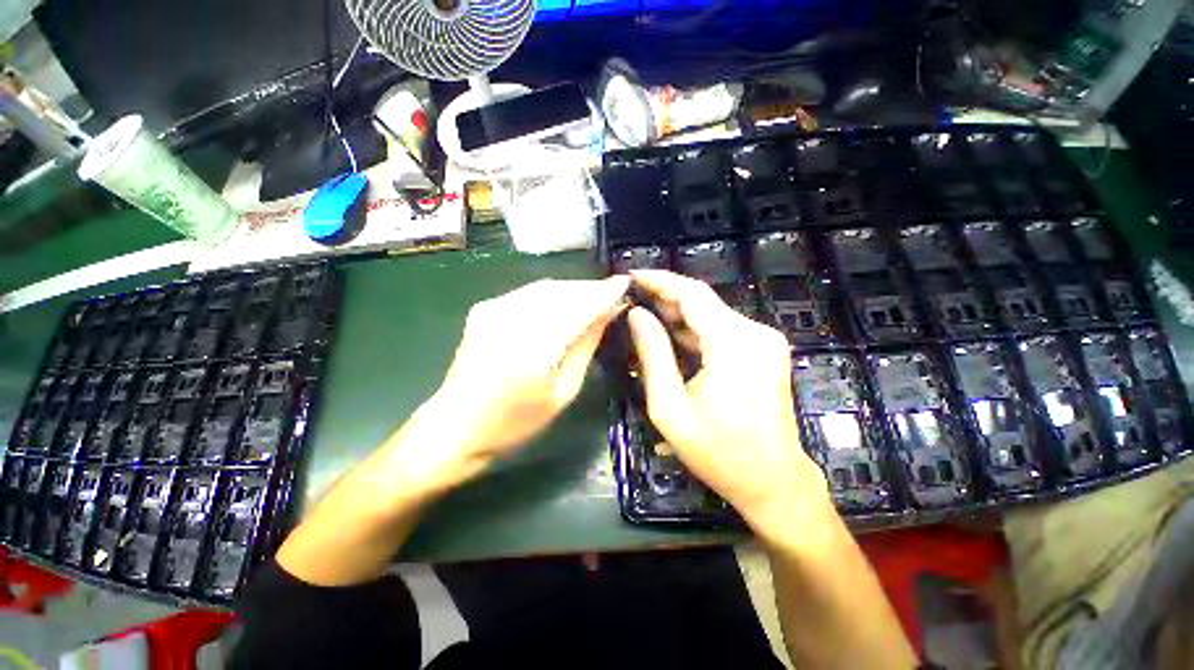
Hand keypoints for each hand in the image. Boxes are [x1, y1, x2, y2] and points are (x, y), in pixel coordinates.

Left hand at [389, 276, 629, 495]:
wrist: (455, 427)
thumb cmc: (515, 422)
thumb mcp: (563, 391)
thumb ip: (586, 346)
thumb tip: (608, 313)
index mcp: (535, 349)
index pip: (579, 307)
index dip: (605, 292)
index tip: (626, 283)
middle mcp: (512, 320)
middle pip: (563, 291)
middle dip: (590, 289)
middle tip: (612, 295)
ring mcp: (494, 309)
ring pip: (546, 287)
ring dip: (573, 290)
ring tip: (592, 300)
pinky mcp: (485, 308)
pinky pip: (529, 293)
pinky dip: (552, 295)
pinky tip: (564, 306)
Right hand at [626, 270, 829, 538]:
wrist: (774, 482)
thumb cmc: (718, 451)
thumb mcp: (670, 407)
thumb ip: (652, 354)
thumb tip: (636, 314)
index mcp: (733, 344)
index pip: (692, 294)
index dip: (660, 280)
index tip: (632, 275)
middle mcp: (754, 333)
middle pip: (702, 302)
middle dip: (664, 298)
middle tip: (631, 299)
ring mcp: (763, 341)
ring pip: (711, 315)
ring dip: (677, 316)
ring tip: (644, 318)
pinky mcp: (763, 351)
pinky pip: (721, 330)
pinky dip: (693, 331)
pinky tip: (670, 338)